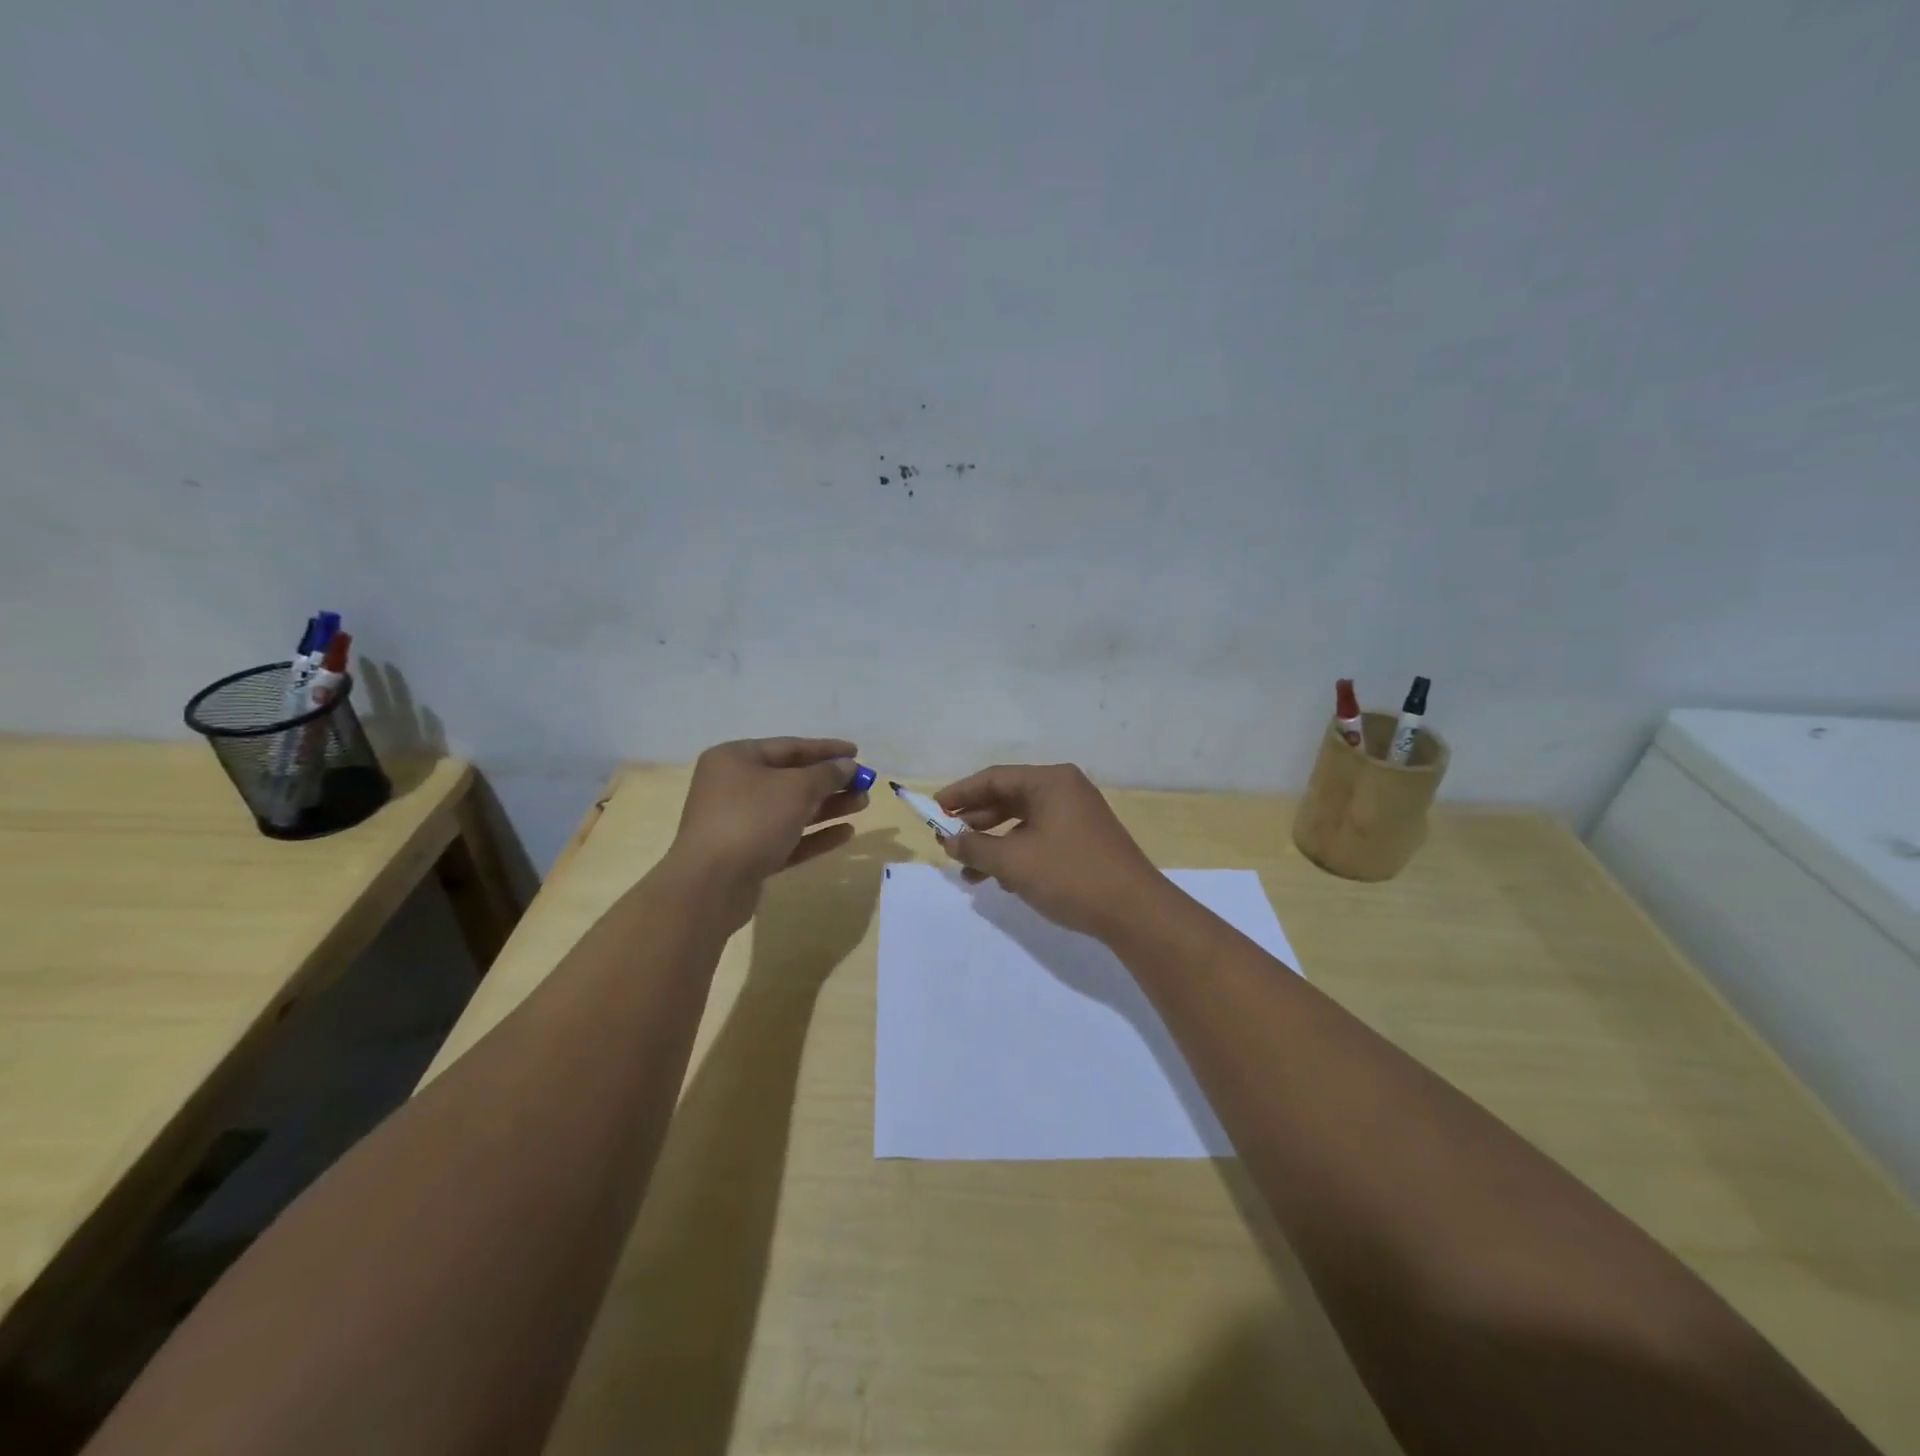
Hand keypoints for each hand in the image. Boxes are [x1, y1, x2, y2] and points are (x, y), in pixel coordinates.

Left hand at [667, 738, 867, 923]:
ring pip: (791, 810)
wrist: (710, 885)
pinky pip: (787, 838)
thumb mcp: (796, 789)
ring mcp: (739, 823)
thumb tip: (847, 765)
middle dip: (830, 782)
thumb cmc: (751, 820)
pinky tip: (846, 833)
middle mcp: (733, 787)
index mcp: (735, 759)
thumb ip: (826, 774)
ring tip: (862, 804)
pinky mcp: (748, 856)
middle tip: (864, 784)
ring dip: (828, 807)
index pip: (789, 747)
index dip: (826, 749)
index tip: (857, 752)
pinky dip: (815, 834)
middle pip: (791, 779)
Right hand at [932, 763, 1168, 941]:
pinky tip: (1000, 880)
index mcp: (1051, 781)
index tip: (934, 809)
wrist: (1135, 912)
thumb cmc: (1070, 875)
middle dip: (976, 821)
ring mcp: (1077, 816)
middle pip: (1009, 797)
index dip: (961, 793)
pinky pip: (1039, 838)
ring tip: (967, 870)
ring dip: (994, 843)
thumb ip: (976, 847)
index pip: (995, 778)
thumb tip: (949, 840)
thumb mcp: (1014, 861)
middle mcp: (1065, 790)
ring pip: (1023, 822)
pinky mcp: (1084, 841)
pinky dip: (1016, 854)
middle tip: (947, 839)